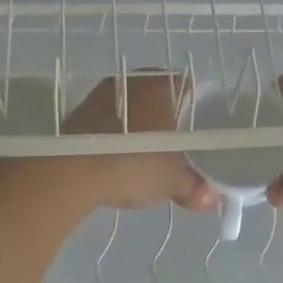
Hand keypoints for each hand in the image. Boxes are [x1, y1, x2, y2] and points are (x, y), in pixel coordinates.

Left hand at [46, 73, 216, 212]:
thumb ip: (194, 187)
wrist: (70, 172)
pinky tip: (115, 160)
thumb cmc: (133, 164)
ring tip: (143, 156)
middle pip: (155, 96)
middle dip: (164, 119)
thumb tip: (212, 199)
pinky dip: (113, 137)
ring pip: (128, 108)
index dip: (194, 107)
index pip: (185, 87)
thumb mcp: (171, 181)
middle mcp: (130, 82)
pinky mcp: (76, 114)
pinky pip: (105, 122)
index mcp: (159, 86)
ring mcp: (99, 96)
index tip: (196, 130)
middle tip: (173, 147)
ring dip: (135, 128)